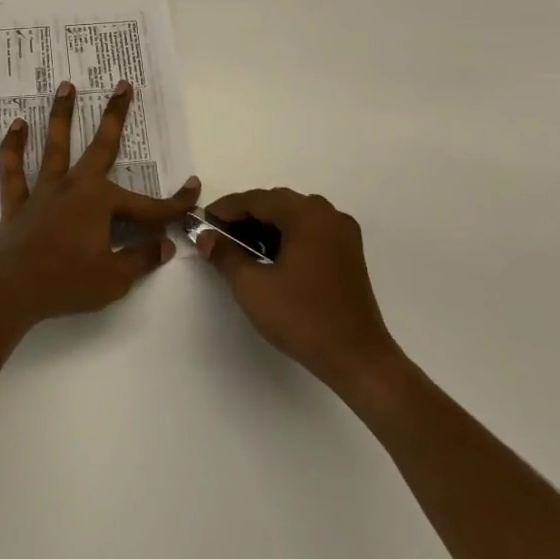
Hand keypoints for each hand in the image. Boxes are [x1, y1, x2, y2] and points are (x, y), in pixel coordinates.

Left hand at [0, 79, 200, 331]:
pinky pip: (14, 170)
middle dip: (115, 115)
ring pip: (55, 145)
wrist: (10, 289)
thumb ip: (140, 259)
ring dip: (62, 115)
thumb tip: (166, 245)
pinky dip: (14, 147)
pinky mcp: (18, 202)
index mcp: (101, 202)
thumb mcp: (114, 278)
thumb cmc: (67, 282)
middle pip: (101, 146)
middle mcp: (74, 186)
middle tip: (123, 84)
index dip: (174, 203)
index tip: (195, 190)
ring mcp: (44, 191)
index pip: (147, 206)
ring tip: (66, 85)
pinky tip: (17, 125)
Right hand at [197, 189, 399, 398]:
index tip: (202, 222)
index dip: (226, 209)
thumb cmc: (302, 318)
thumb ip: (225, 254)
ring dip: (265, 227)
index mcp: (306, 214)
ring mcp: (342, 233)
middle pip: (276, 204)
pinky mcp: (349, 253)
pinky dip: (287, 237)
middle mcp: (327, 214)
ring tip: (240, 249)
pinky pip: (310, 231)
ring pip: (294, 217)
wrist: (358, 359)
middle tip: (218, 236)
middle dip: (245, 217)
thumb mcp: (253, 286)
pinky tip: (270, 258)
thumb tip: (205, 236)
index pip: (256, 199)